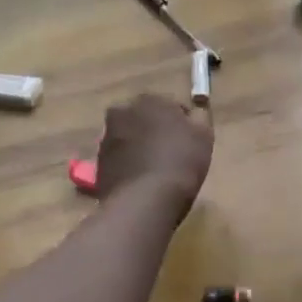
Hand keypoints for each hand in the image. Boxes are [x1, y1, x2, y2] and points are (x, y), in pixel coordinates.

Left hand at [95, 94, 213, 216]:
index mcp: (149, 99)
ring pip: (129, 138)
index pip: (170, 105)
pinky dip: (128, 166)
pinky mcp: (98, 164)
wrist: (144, 201)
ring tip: (155, 170)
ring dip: (139, 148)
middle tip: (171, 153)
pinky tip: (141, 182)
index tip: (189, 140)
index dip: (182, 123)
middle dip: (155, 131)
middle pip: (144, 119)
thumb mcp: (204, 136)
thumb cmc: (180, 162)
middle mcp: (122, 112)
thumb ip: (198, 118)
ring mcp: (106, 139)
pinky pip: (119, 160)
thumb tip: (192, 115)